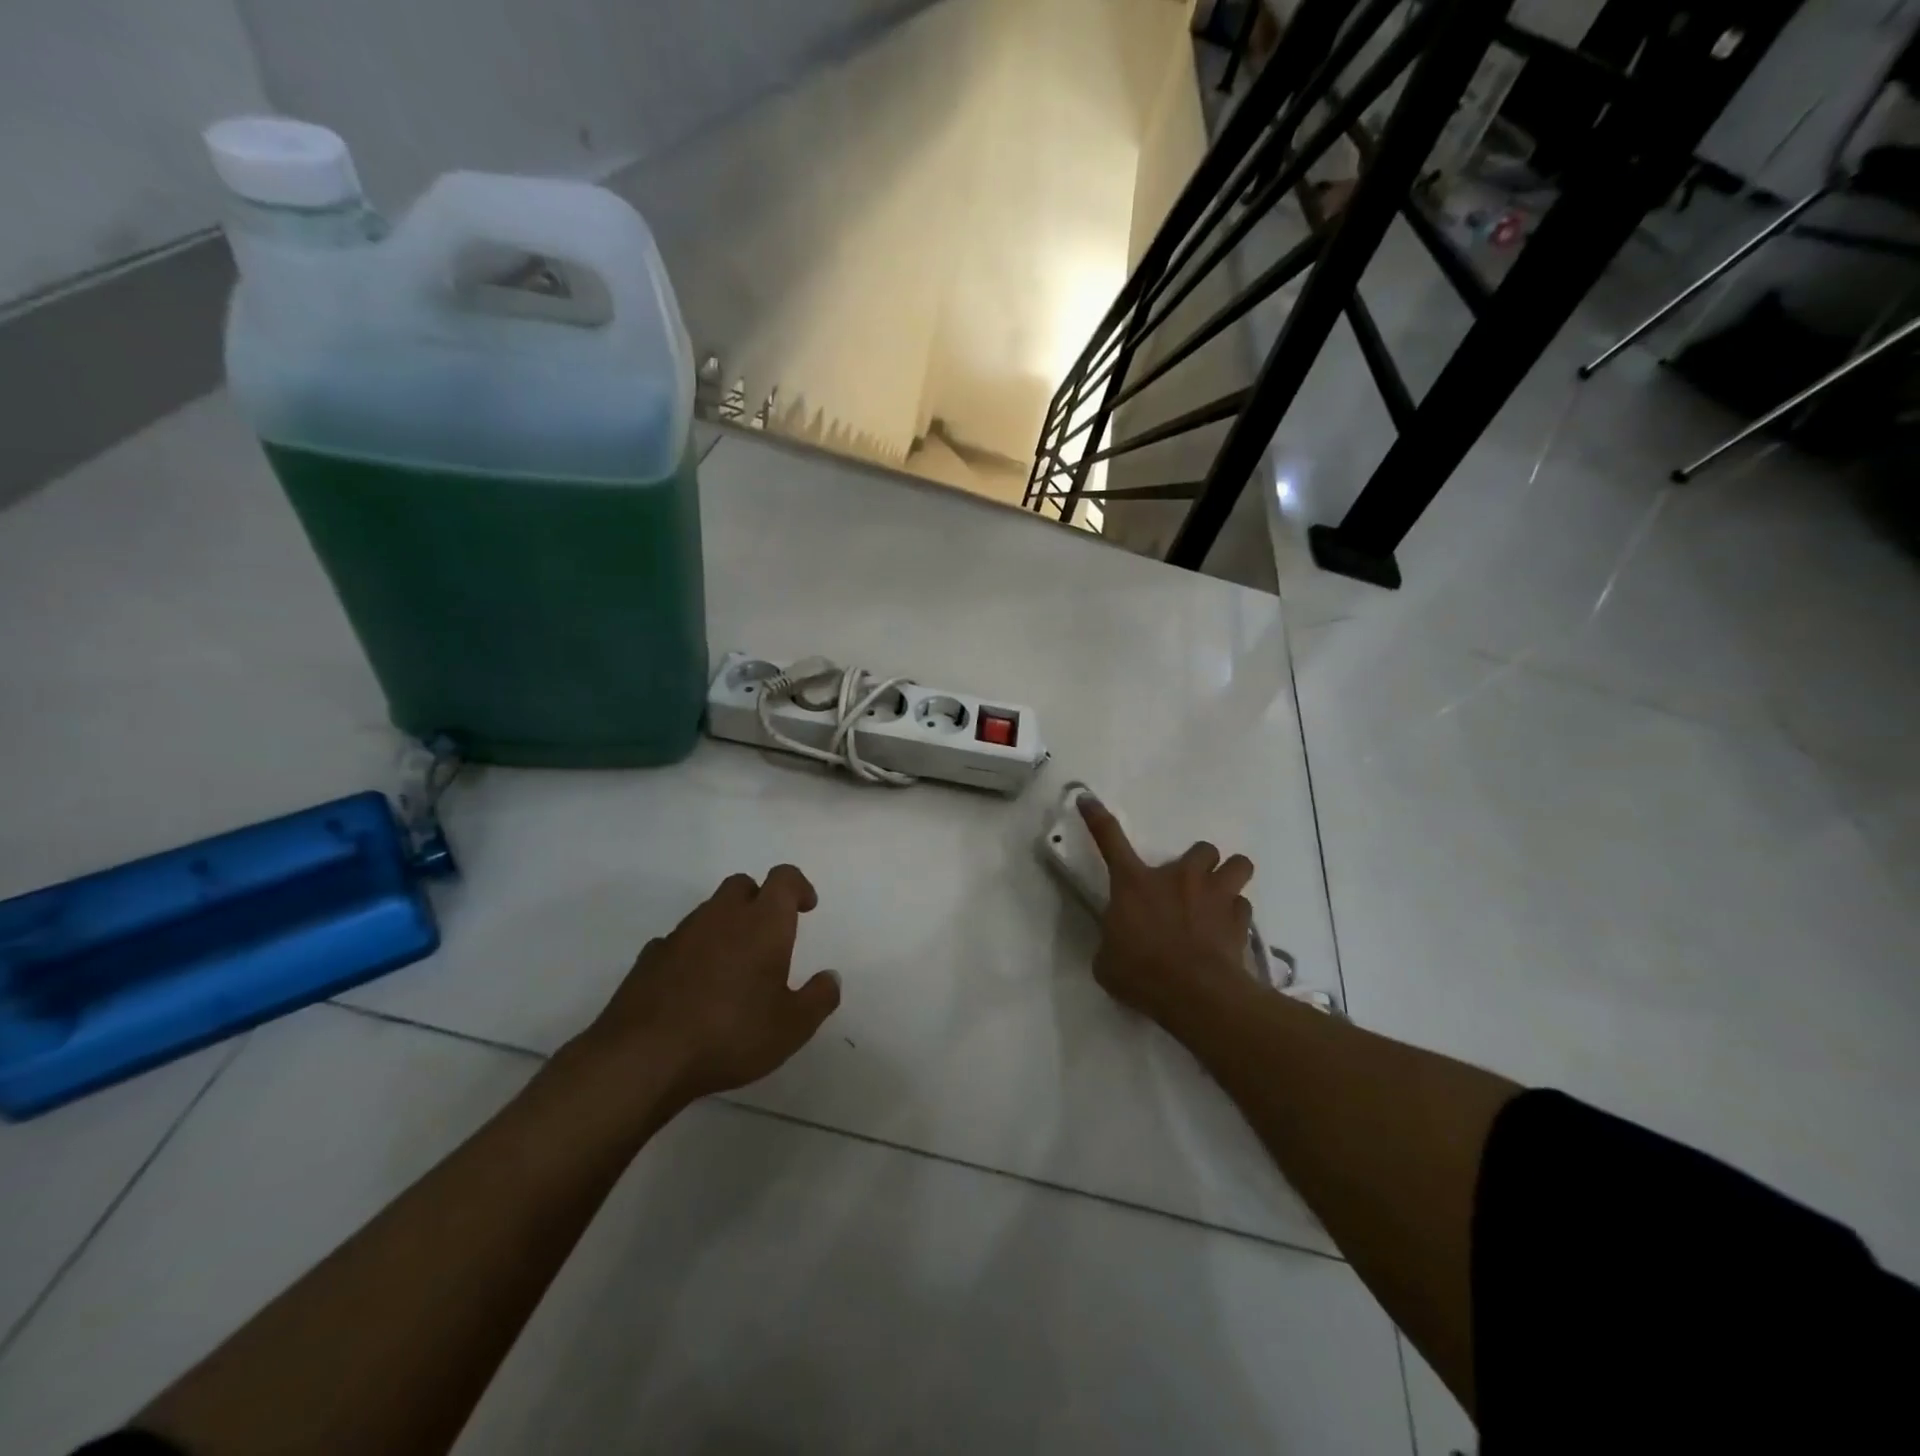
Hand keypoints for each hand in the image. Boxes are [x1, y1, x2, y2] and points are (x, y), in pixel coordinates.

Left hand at [575, 865, 841, 1108]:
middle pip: (742, 885)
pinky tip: (694, 985)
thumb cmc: (731, 1034)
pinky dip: (693, 951)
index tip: (806, 908)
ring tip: (733, 967)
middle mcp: (722, 916)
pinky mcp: (649, 957)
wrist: (644, 1057)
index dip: (798, 886)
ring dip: (725, 926)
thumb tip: (830, 977)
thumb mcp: (793, 1026)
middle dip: (759, 899)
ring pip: (709, 911)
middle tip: (769, 935)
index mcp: (763, 923)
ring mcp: (681, 934)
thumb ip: (819, 998)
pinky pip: (679, 941)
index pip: (784, 878)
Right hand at [1078, 796, 1256, 1030]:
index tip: (1088, 798)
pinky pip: (1243, 907)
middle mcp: (1178, 878)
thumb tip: (1119, 941)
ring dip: (1228, 879)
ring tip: (1220, 901)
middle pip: (1201, 848)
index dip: (1097, 817)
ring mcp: (1214, 895)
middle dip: (1199, 865)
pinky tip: (1226, 935)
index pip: (1109, 839)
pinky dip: (1236, 917)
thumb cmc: (1141, 973)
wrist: (1195, 995)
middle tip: (1191, 887)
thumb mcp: (1108, 960)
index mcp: (1134, 883)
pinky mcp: (1240, 919)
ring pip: (1237, 865)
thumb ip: (1113, 940)